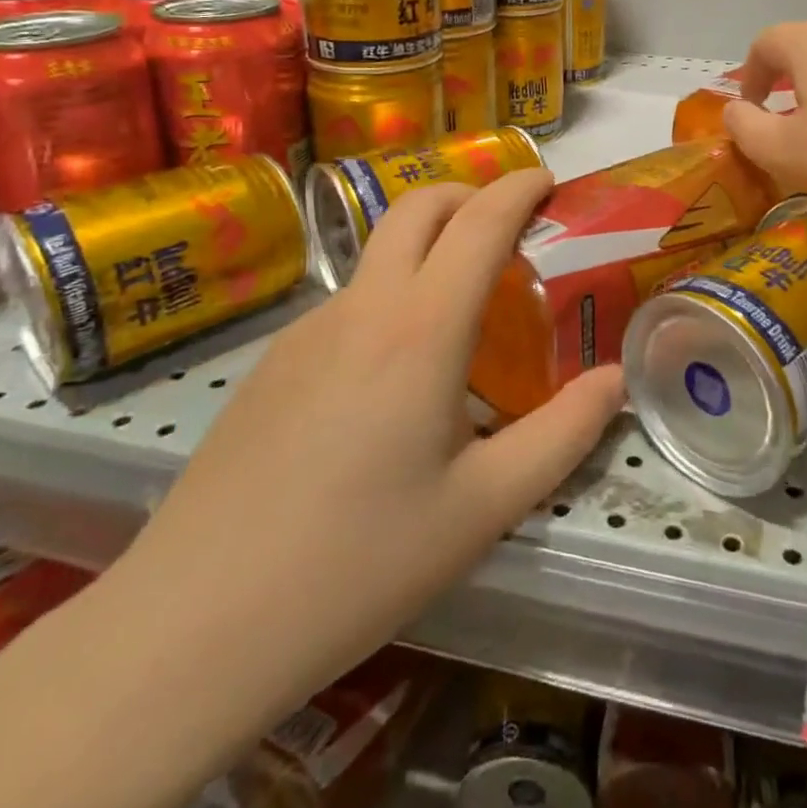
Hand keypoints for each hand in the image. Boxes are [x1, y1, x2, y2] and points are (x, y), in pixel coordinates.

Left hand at [111, 167, 625, 721]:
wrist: (192, 626)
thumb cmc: (358, 564)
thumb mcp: (485, 507)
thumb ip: (563, 435)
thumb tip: (614, 381)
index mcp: (421, 329)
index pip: (479, 222)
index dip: (519, 188)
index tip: (549, 181)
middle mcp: (362, 307)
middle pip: (418, 206)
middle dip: (470, 194)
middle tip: (510, 229)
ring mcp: (306, 330)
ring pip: (379, 254)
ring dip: (429, 250)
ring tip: (462, 317)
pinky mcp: (272, 361)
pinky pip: (348, 303)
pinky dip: (391, 299)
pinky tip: (392, 382)